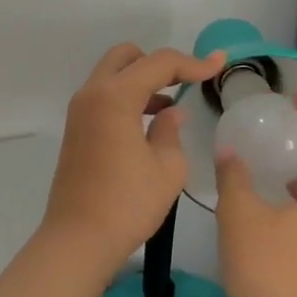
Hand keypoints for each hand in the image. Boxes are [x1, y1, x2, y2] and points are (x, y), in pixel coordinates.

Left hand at [42, 43, 226, 271]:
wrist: (78, 240)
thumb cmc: (128, 203)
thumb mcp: (167, 168)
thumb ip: (171, 130)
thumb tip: (170, 113)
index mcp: (116, 96)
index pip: (159, 63)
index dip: (193, 63)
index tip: (219, 64)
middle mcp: (93, 93)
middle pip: (128, 56)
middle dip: (159, 63)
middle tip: (185, 82)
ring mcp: (80, 110)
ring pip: (114, 75)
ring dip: (142, 80)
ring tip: (171, 105)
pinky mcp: (77, 128)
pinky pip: (105, 95)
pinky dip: (127, 96)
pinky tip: (150, 122)